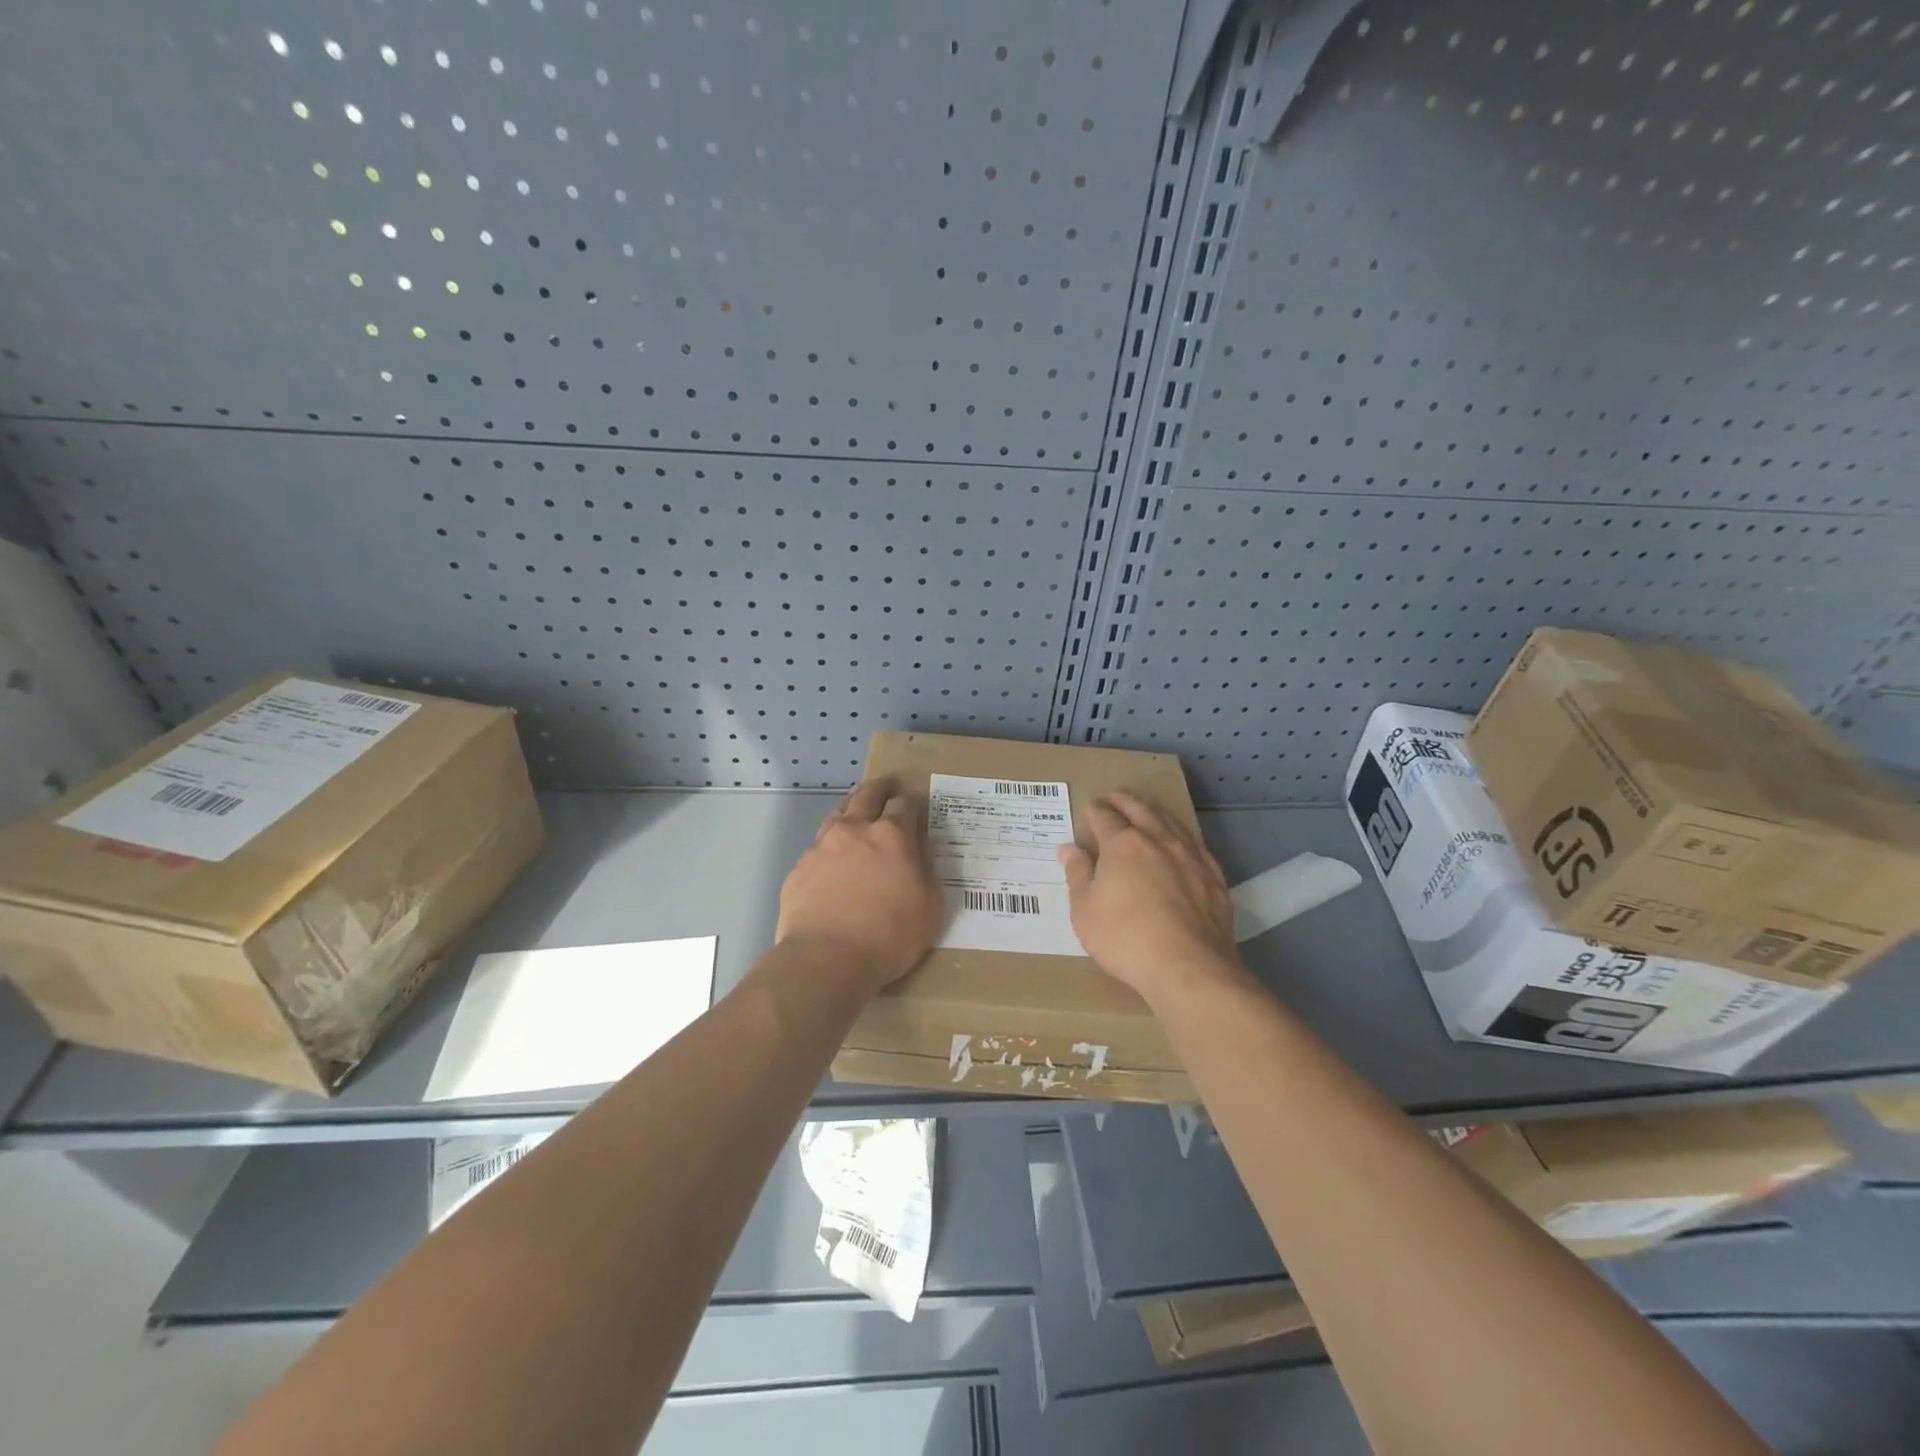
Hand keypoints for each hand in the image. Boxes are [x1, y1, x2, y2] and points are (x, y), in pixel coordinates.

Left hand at [776, 777, 945, 994]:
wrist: (825, 960)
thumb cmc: (888, 936)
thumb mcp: (930, 907)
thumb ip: (928, 871)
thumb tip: (923, 848)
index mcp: (891, 835)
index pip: (905, 804)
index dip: (913, 801)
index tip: (916, 804)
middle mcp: (855, 830)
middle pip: (867, 794)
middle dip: (881, 787)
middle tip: (888, 786)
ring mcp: (822, 847)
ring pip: (838, 814)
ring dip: (852, 809)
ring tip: (858, 814)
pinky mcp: (799, 868)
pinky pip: (819, 847)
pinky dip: (831, 846)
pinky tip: (833, 862)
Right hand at [1057, 790, 1246, 1005]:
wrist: (1189, 967)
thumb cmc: (1125, 939)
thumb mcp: (1085, 911)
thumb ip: (1078, 875)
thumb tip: (1069, 849)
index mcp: (1122, 844)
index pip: (1105, 817)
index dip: (1095, 810)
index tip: (1090, 807)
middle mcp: (1158, 840)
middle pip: (1140, 810)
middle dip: (1125, 800)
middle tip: (1116, 794)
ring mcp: (1190, 856)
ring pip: (1171, 822)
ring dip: (1155, 810)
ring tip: (1147, 807)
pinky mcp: (1213, 876)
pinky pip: (1195, 843)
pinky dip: (1181, 835)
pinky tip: (1181, 841)